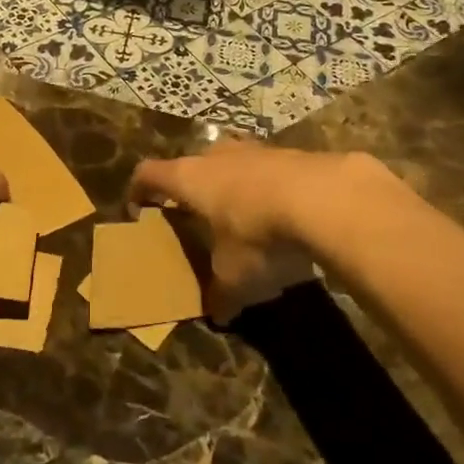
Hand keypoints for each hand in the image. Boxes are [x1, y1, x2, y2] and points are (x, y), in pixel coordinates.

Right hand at [127, 144, 357, 321]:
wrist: (326, 198)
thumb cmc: (259, 235)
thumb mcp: (235, 276)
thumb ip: (221, 294)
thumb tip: (217, 313)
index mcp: (190, 178)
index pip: (150, 173)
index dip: (139, 187)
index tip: (137, 205)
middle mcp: (217, 155)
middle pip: (193, 163)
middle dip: (192, 186)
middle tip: (196, 213)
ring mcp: (256, 149)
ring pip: (233, 160)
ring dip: (233, 182)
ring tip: (241, 213)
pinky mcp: (293, 153)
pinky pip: (269, 168)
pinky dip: (268, 187)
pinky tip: (284, 214)